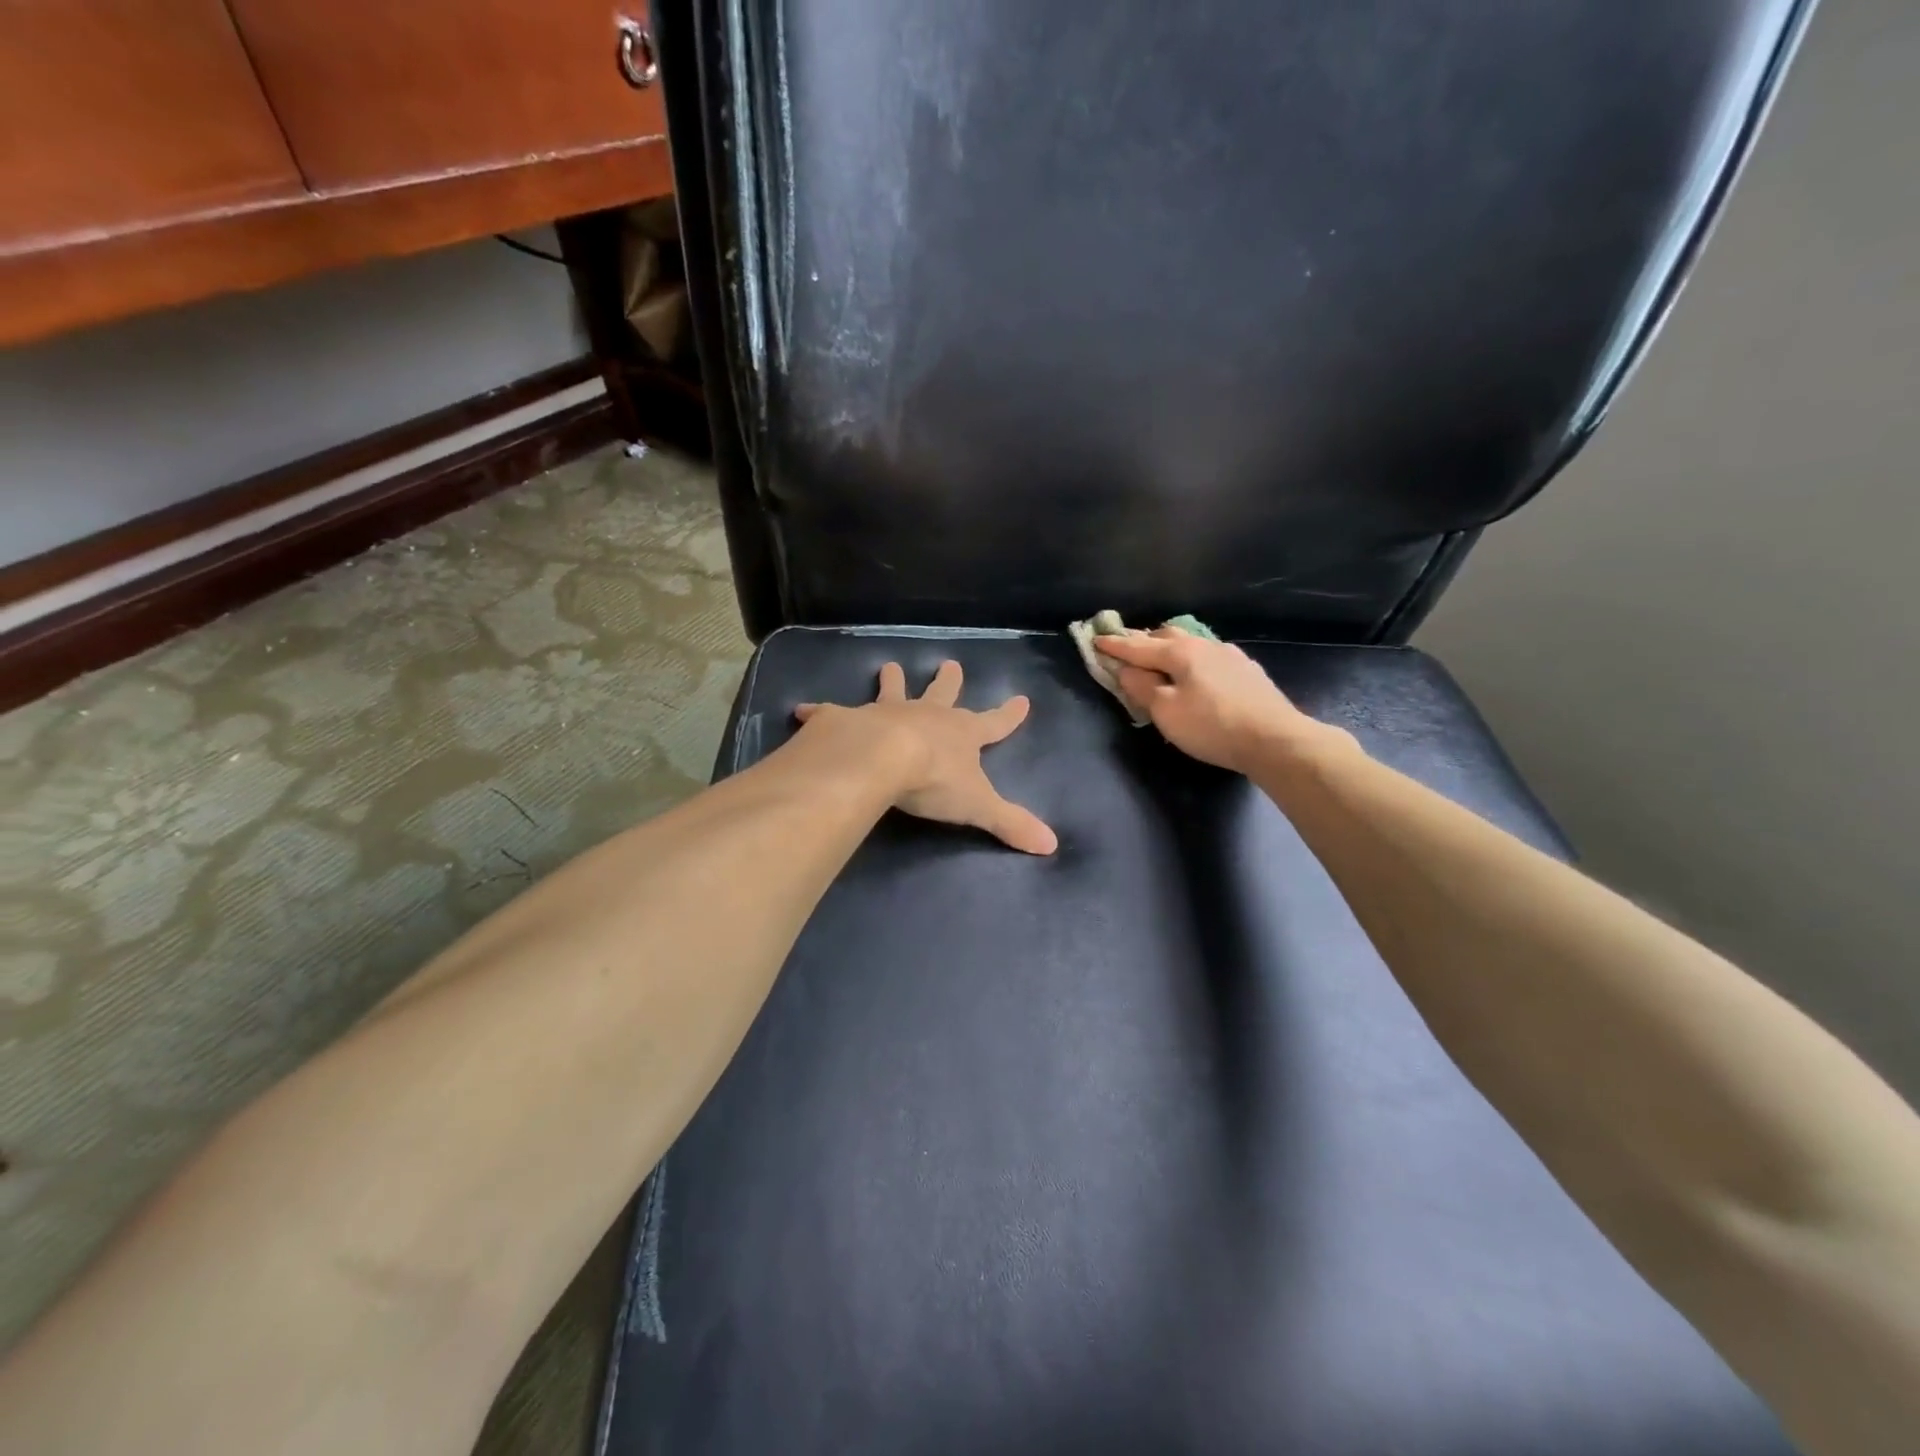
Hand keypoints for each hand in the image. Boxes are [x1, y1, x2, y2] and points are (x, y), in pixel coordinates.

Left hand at [795, 661, 1057, 854]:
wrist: (881, 759)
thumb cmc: (934, 780)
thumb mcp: (979, 806)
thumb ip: (1011, 823)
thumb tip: (1052, 846)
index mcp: (960, 734)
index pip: (994, 723)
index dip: (1009, 715)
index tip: (1022, 699)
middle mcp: (926, 716)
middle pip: (942, 694)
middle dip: (948, 681)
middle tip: (951, 663)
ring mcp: (885, 713)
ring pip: (892, 691)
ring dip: (891, 681)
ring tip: (888, 666)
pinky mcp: (847, 719)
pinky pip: (830, 712)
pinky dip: (818, 712)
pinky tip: (803, 711)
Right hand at [1094, 628, 1347, 774]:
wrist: (1274, 740)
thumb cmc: (1211, 726)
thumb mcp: (1165, 711)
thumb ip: (1142, 687)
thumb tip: (1127, 670)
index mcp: (1180, 652)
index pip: (1138, 646)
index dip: (1115, 646)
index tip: (1096, 640)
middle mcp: (1205, 645)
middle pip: (1167, 636)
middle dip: (1144, 640)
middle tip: (1127, 648)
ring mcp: (1230, 656)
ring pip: (1192, 645)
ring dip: (1171, 649)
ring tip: (1161, 658)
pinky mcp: (1248, 672)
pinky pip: (1210, 659)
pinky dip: (1193, 662)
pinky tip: (1198, 674)